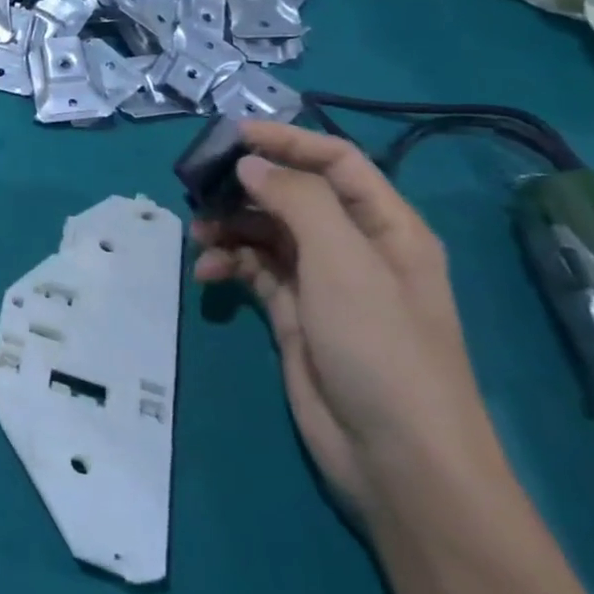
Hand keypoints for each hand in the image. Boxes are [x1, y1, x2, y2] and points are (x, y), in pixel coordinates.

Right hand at [192, 122, 507, 521]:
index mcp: (385, 227)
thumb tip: (250, 164)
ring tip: (198, 236)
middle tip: (196, 187)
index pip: (335, 161)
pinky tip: (207, 274)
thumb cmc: (381, 347)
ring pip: (265, 231)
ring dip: (229, 226)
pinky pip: (253, 270)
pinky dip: (228, 263)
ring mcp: (322, 283)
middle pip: (292, 193)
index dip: (286, 141)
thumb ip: (297, 200)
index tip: (230, 136)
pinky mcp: (293, 314)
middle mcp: (354, 248)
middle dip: (245, 186)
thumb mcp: (344, 263)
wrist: (396, 458)